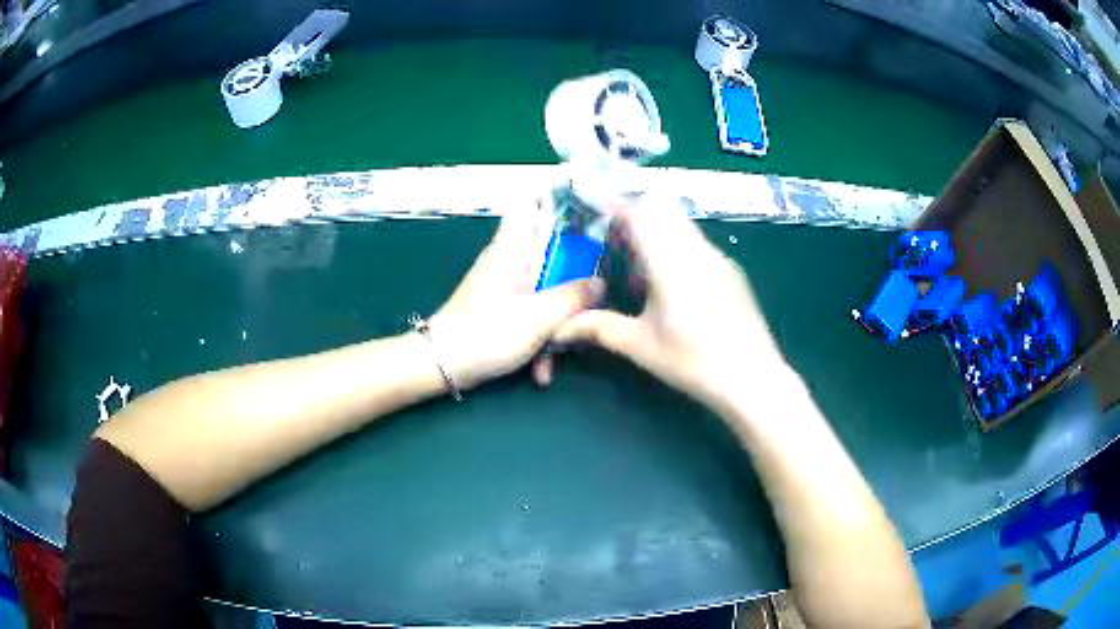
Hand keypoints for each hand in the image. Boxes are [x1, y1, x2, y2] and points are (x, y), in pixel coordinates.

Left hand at [430, 203, 603, 388]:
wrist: (442, 366)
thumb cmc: (487, 333)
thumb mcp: (538, 317)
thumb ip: (573, 297)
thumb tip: (601, 283)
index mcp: (513, 248)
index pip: (530, 201)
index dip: (556, 194)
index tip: (589, 201)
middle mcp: (511, 260)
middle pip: (552, 248)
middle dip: (576, 274)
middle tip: (598, 292)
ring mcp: (508, 286)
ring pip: (548, 287)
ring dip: (559, 319)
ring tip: (562, 351)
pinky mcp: (505, 310)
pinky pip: (534, 313)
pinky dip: (540, 337)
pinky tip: (541, 371)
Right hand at [552, 197, 787, 410]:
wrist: (753, 378)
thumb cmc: (694, 361)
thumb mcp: (641, 346)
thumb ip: (599, 328)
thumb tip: (560, 327)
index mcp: (672, 262)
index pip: (641, 215)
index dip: (615, 205)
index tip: (594, 205)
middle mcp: (698, 250)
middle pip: (662, 213)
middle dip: (634, 216)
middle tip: (611, 237)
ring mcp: (719, 259)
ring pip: (681, 227)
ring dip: (656, 231)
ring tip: (636, 263)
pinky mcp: (731, 272)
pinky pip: (697, 244)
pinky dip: (675, 246)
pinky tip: (669, 283)